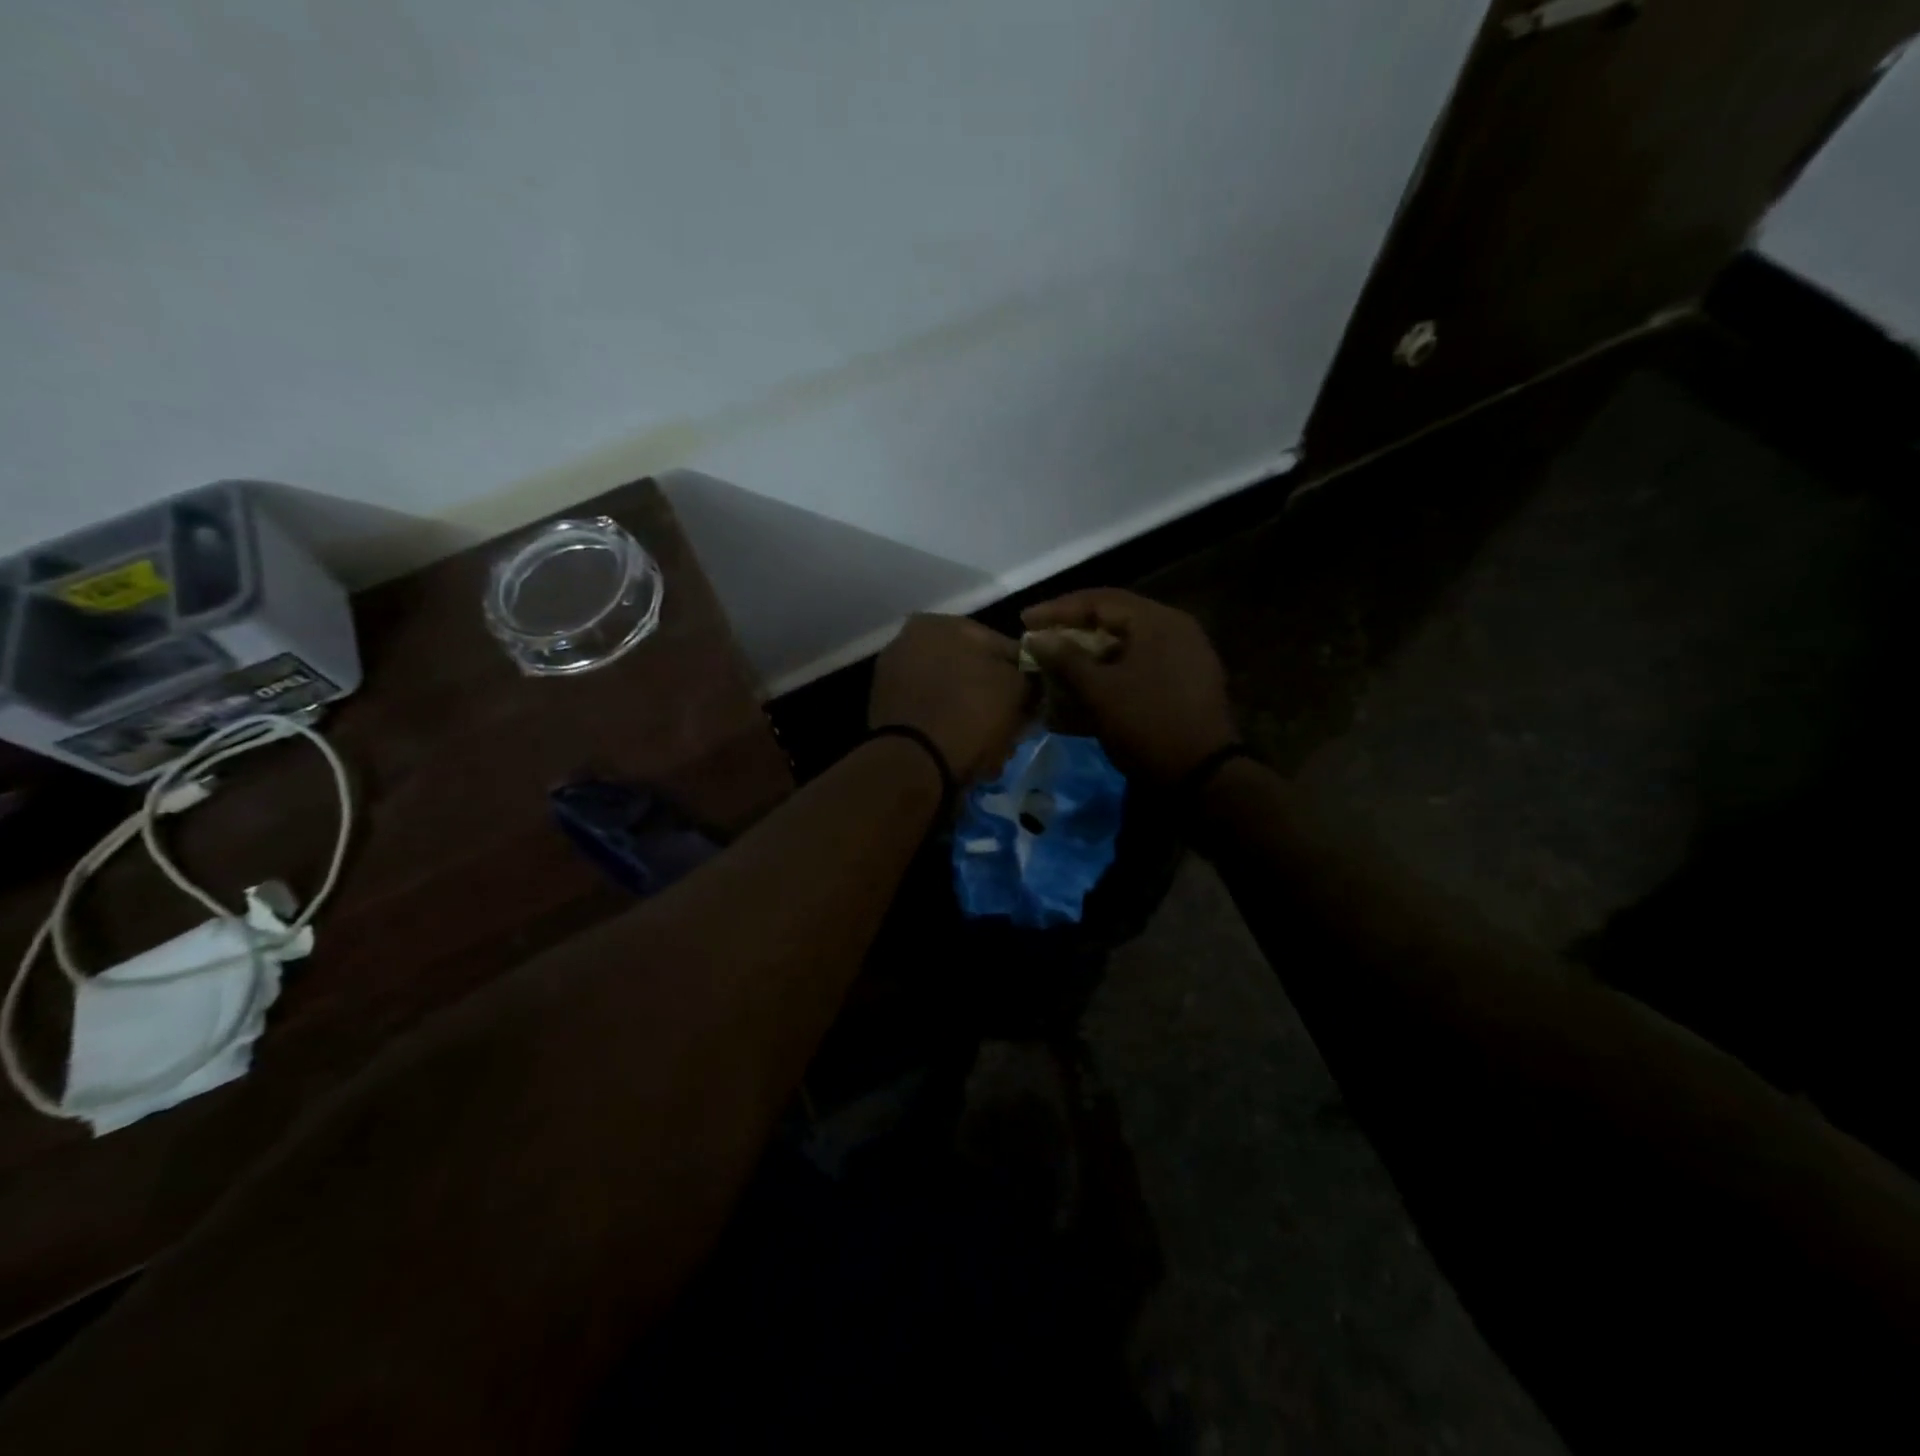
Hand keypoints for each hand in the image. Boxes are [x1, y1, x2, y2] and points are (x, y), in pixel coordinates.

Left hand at [869, 614, 1029, 782]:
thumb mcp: (1015, 689)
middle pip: (970, 670)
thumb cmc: (970, 714)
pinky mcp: (884, 712)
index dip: (1022, 675)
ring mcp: (893, 677)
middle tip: (1011, 725)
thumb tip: (1028, 681)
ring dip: (971, 714)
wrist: (915, 763)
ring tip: (990, 745)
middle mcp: (909, 641)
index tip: (1032, 701)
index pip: (999, 644)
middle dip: (991, 696)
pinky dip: (947, 728)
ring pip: (950, 694)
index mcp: (938, 623)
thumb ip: (1026, 676)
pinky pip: (930, 714)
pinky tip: (964, 751)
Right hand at [1022, 589, 1236, 784]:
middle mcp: (1175, 629)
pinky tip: (1087, 686)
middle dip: (1073, 630)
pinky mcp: (1184, 682)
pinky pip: (1139, 666)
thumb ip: (1066, 658)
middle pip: (1115, 619)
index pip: (1100, 600)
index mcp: (1158, 621)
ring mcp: (1183, 656)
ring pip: (1126, 645)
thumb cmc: (1146, 725)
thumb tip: (1037, 636)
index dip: (1058, 610)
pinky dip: (1110, 672)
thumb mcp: (1099, 691)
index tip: (1025, 620)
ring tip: (1058, 663)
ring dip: (1090, 653)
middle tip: (1040, 638)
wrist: (1202, 776)